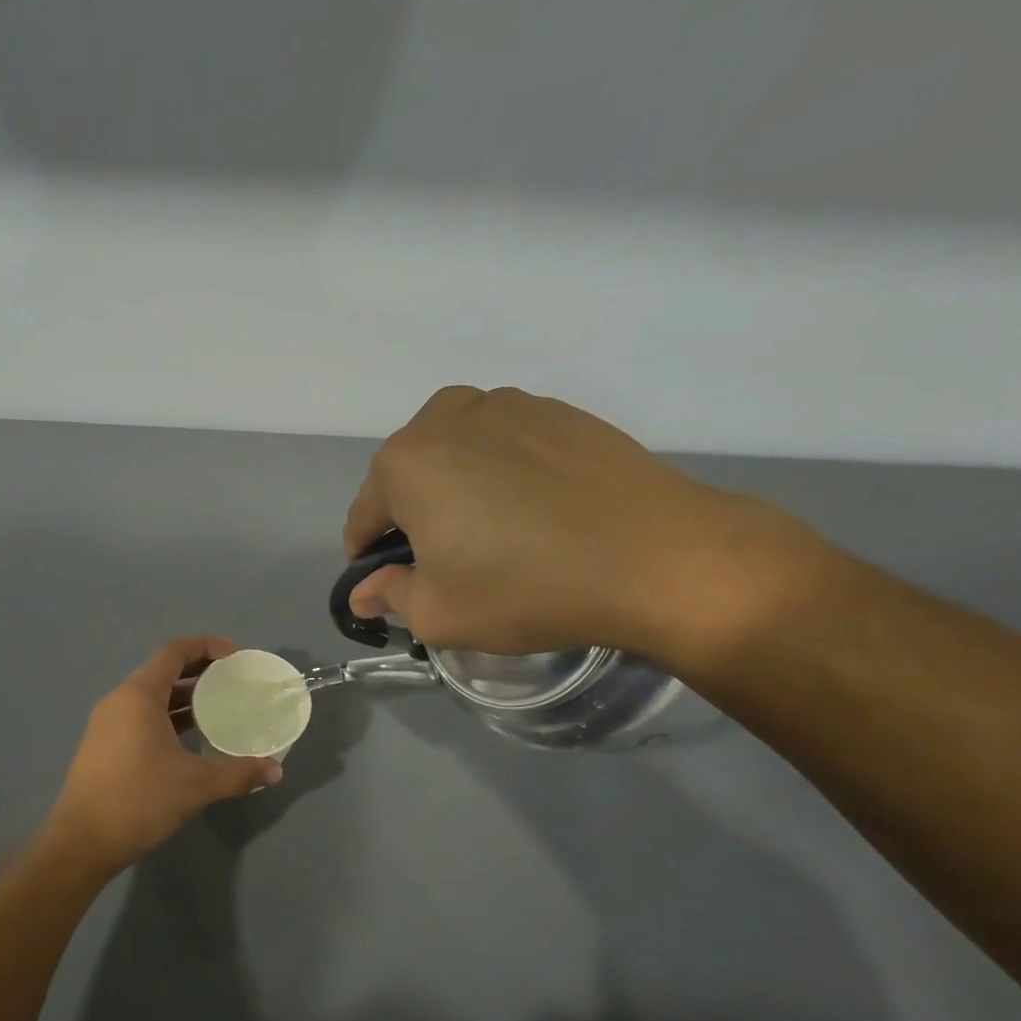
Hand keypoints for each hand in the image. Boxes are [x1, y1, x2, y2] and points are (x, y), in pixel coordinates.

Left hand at [46, 637, 282, 868]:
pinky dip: (167, 718)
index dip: (206, 646)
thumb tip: (276, 770)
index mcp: (139, 695)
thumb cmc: (139, 800)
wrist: (82, 842)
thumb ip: (238, 773)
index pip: (174, 651)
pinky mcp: (103, 746)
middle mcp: (119, 700)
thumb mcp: (196, 785)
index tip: (235, 657)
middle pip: (163, 671)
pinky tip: (189, 741)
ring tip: (218, 710)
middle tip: (232, 683)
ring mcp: (107, 723)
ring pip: (151, 697)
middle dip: (199, 672)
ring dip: (183, 698)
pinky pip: (140, 717)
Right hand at [344, 387, 815, 663]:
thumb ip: (389, 595)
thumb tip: (364, 591)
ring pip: (457, 453)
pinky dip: (504, 474)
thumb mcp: (438, 614)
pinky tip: (536, 512)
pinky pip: (506, 445)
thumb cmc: (526, 588)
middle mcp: (447, 417)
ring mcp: (508, 405)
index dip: (368, 555)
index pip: (364, 514)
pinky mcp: (559, 411)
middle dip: (413, 516)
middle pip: (409, 476)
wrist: (656, 557)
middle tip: (446, 560)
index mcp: (405, 462)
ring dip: (457, 489)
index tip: (386, 582)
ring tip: (494, 533)